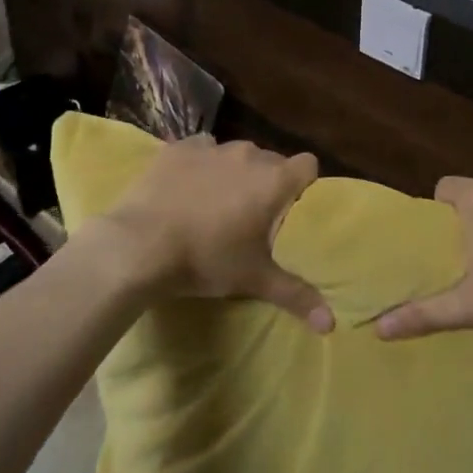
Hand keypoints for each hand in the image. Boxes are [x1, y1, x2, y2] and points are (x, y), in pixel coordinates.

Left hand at [95, 134, 332, 331]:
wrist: (140, 245)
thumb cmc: (206, 259)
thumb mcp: (254, 279)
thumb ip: (296, 295)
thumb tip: (331, 324)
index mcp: (274, 180)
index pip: (308, 165)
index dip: (304, 182)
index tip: (292, 206)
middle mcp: (249, 155)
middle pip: (272, 160)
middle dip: (267, 182)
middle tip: (253, 214)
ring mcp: (213, 148)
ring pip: (236, 154)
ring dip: (234, 172)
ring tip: (218, 202)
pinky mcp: (179, 148)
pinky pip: (202, 149)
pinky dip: (201, 164)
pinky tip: (188, 186)